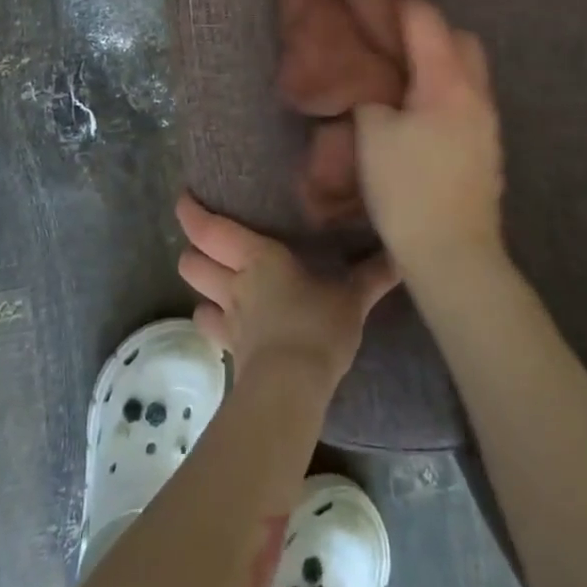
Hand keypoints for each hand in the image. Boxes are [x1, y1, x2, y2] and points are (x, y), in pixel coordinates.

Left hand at [176, 194, 397, 389]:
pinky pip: (212, 328)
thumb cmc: (317, 327)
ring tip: (217, 280)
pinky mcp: (230, 349)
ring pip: (196, 294)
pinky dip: (214, 321)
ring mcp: (228, 318)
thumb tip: (401, 255)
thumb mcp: (351, 298)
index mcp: (257, 257)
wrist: (291, 388)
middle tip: (207, 242)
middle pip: (191, 261)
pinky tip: (228, 321)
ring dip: (201, 285)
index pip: (210, 229)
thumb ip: (372, 275)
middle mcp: (234, 282)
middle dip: (193, 250)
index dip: (191, 212)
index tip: (184, 198)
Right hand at [353, 0, 504, 276]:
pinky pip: (469, 101)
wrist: (454, 254)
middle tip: (392, 47)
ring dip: (440, 66)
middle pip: (461, 40)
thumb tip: (371, 84)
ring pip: (469, 73)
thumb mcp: (371, 136)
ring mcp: (488, 123)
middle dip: (430, 33)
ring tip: (402, 82)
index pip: (428, 21)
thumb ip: (370, 97)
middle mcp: (476, 94)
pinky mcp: (488, 149)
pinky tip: (420, 117)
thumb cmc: (407, 189)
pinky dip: (447, 93)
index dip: (400, 6)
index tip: (374, 6)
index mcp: (448, 82)